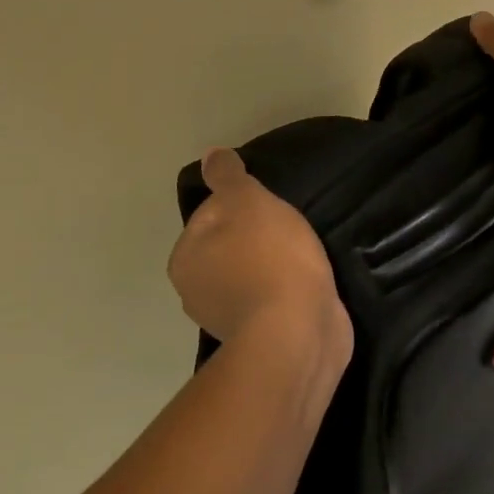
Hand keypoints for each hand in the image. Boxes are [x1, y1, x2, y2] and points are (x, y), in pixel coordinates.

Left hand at [169, 148, 351, 368]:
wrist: (298, 330)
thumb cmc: (269, 256)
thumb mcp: (247, 200)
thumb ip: (227, 176)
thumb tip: (210, 156)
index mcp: (184, 259)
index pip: (210, 214)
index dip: (243, 204)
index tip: (271, 207)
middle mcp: (195, 292)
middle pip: (229, 246)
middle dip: (258, 237)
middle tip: (291, 229)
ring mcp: (227, 320)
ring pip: (250, 274)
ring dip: (274, 265)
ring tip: (305, 255)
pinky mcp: (260, 338)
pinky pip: (271, 300)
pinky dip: (286, 290)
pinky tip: (308, 283)